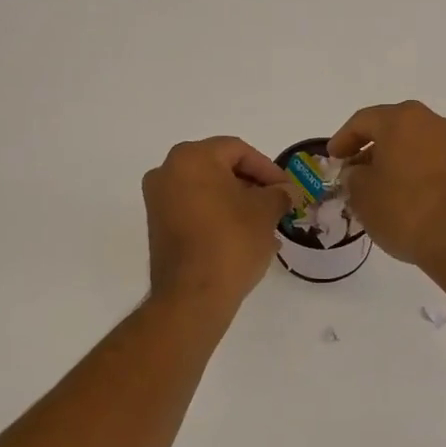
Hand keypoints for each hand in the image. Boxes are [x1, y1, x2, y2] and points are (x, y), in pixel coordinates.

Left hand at [143, 137, 294, 308]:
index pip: (238, 150)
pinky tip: (244, 237)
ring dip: (237, 203)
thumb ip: (278, 194)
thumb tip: (285, 192)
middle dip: (252, 186)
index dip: (268, 169)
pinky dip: (219, 216)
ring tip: (265, 225)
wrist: (192, 295)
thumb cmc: (232, 242)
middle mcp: (167, 172)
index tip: (287, 190)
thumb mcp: (265, 212)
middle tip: (277, 204)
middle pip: (220, 168)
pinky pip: (195, 210)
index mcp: (192, 158)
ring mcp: (158, 200)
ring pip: (208, 191)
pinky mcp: (158, 226)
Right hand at [328, 101, 445, 270]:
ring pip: (412, 143)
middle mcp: (432, 121)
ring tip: (374, 185)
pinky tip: (400, 192)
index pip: (363, 121)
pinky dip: (411, 168)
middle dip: (368, 148)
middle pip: (391, 128)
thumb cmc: (403, 209)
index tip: (332, 159)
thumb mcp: (361, 193)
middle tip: (351, 170)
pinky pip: (429, 158)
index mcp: (402, 119)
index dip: (342, 139)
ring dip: (391, 159)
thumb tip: (358, 172)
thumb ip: (352, 175)